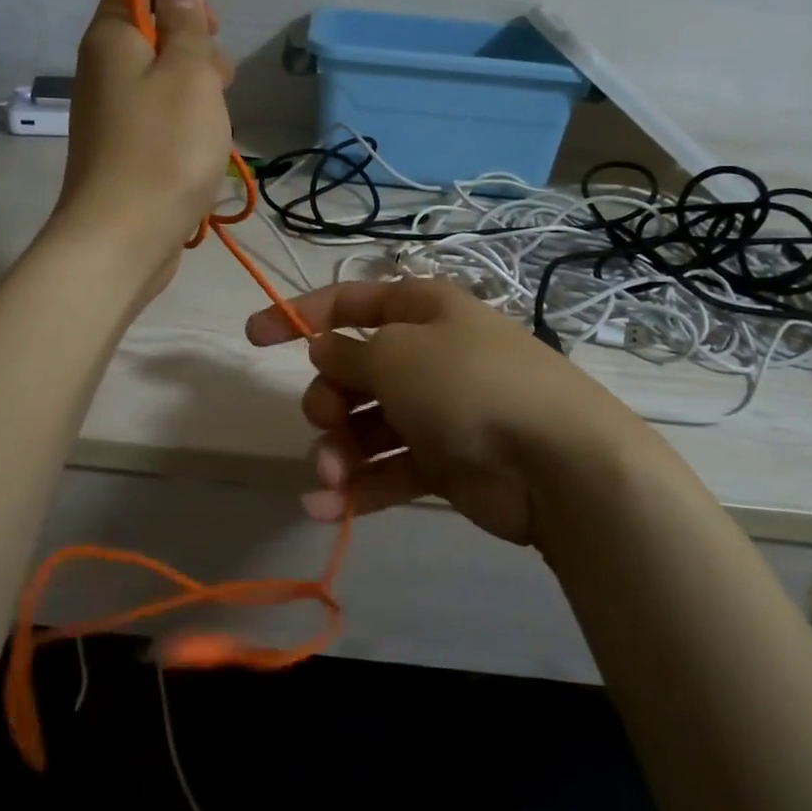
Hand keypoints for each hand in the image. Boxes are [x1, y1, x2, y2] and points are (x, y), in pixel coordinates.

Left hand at [51, 0, 234, 298]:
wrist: (123, 238)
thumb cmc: (165, 148)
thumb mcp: (190, 74)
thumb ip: (186, 26)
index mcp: (111, 38)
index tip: (207, 29)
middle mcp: (103, 69)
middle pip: (154, 34)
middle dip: (196, 50)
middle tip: (216, 83)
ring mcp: (112, 113)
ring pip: (163, 80)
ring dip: (197, 93)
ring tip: (215, 124)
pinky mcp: (123, 149)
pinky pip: (159, 118)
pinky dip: (184, 125)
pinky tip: (203, 150)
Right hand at [246, 278, 649, 546]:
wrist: (558, 462)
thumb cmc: (469, 384)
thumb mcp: (397, 354)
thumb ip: (349, 351)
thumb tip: (324, 348)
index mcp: (420, 310)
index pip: (349, 302)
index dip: (298, 315)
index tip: (253, 339)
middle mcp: (426, 355)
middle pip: (352, 370)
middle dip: (327, 396)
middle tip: (328, 418)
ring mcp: (435, 411)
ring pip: (365, 426)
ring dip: (336, 450)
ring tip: (329, 474)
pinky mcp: (442, 463)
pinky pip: (387, 470)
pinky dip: (356, 488)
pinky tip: (324, 508)